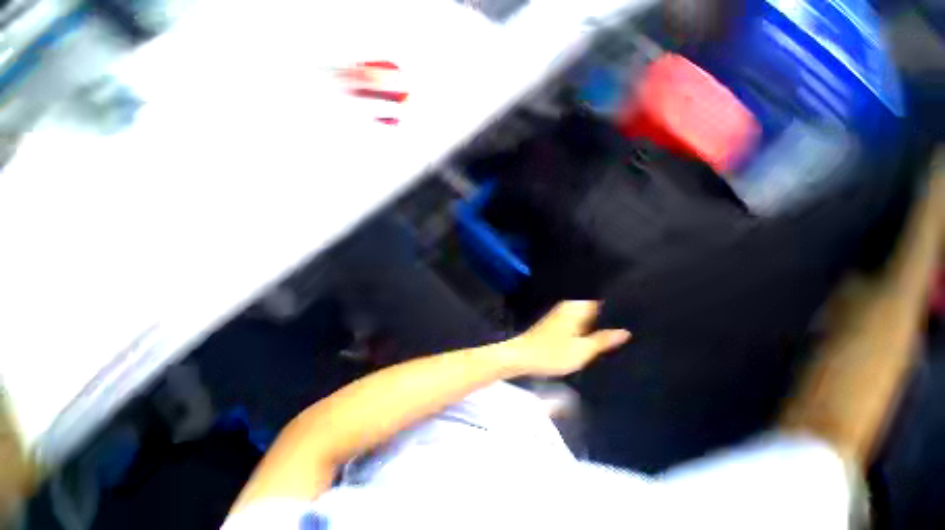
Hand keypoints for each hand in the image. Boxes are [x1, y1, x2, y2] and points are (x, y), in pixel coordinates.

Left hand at [505, 301, 630, 376]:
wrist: (521, 356)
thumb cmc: (552, 353)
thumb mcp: (582, 350)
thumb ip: (603, 340)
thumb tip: (625, 331)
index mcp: (576, 308)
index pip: (601, 299)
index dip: (618, 304)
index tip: (636, 310)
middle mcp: (569, 307)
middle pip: (594, 307)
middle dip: (610, 314)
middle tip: (632, 323)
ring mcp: (561, 314)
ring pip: (586, 315)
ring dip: (599, 322)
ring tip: (620, 330)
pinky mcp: (556, 323)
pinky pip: (578, 321)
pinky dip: (588, 327)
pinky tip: (597, 337)